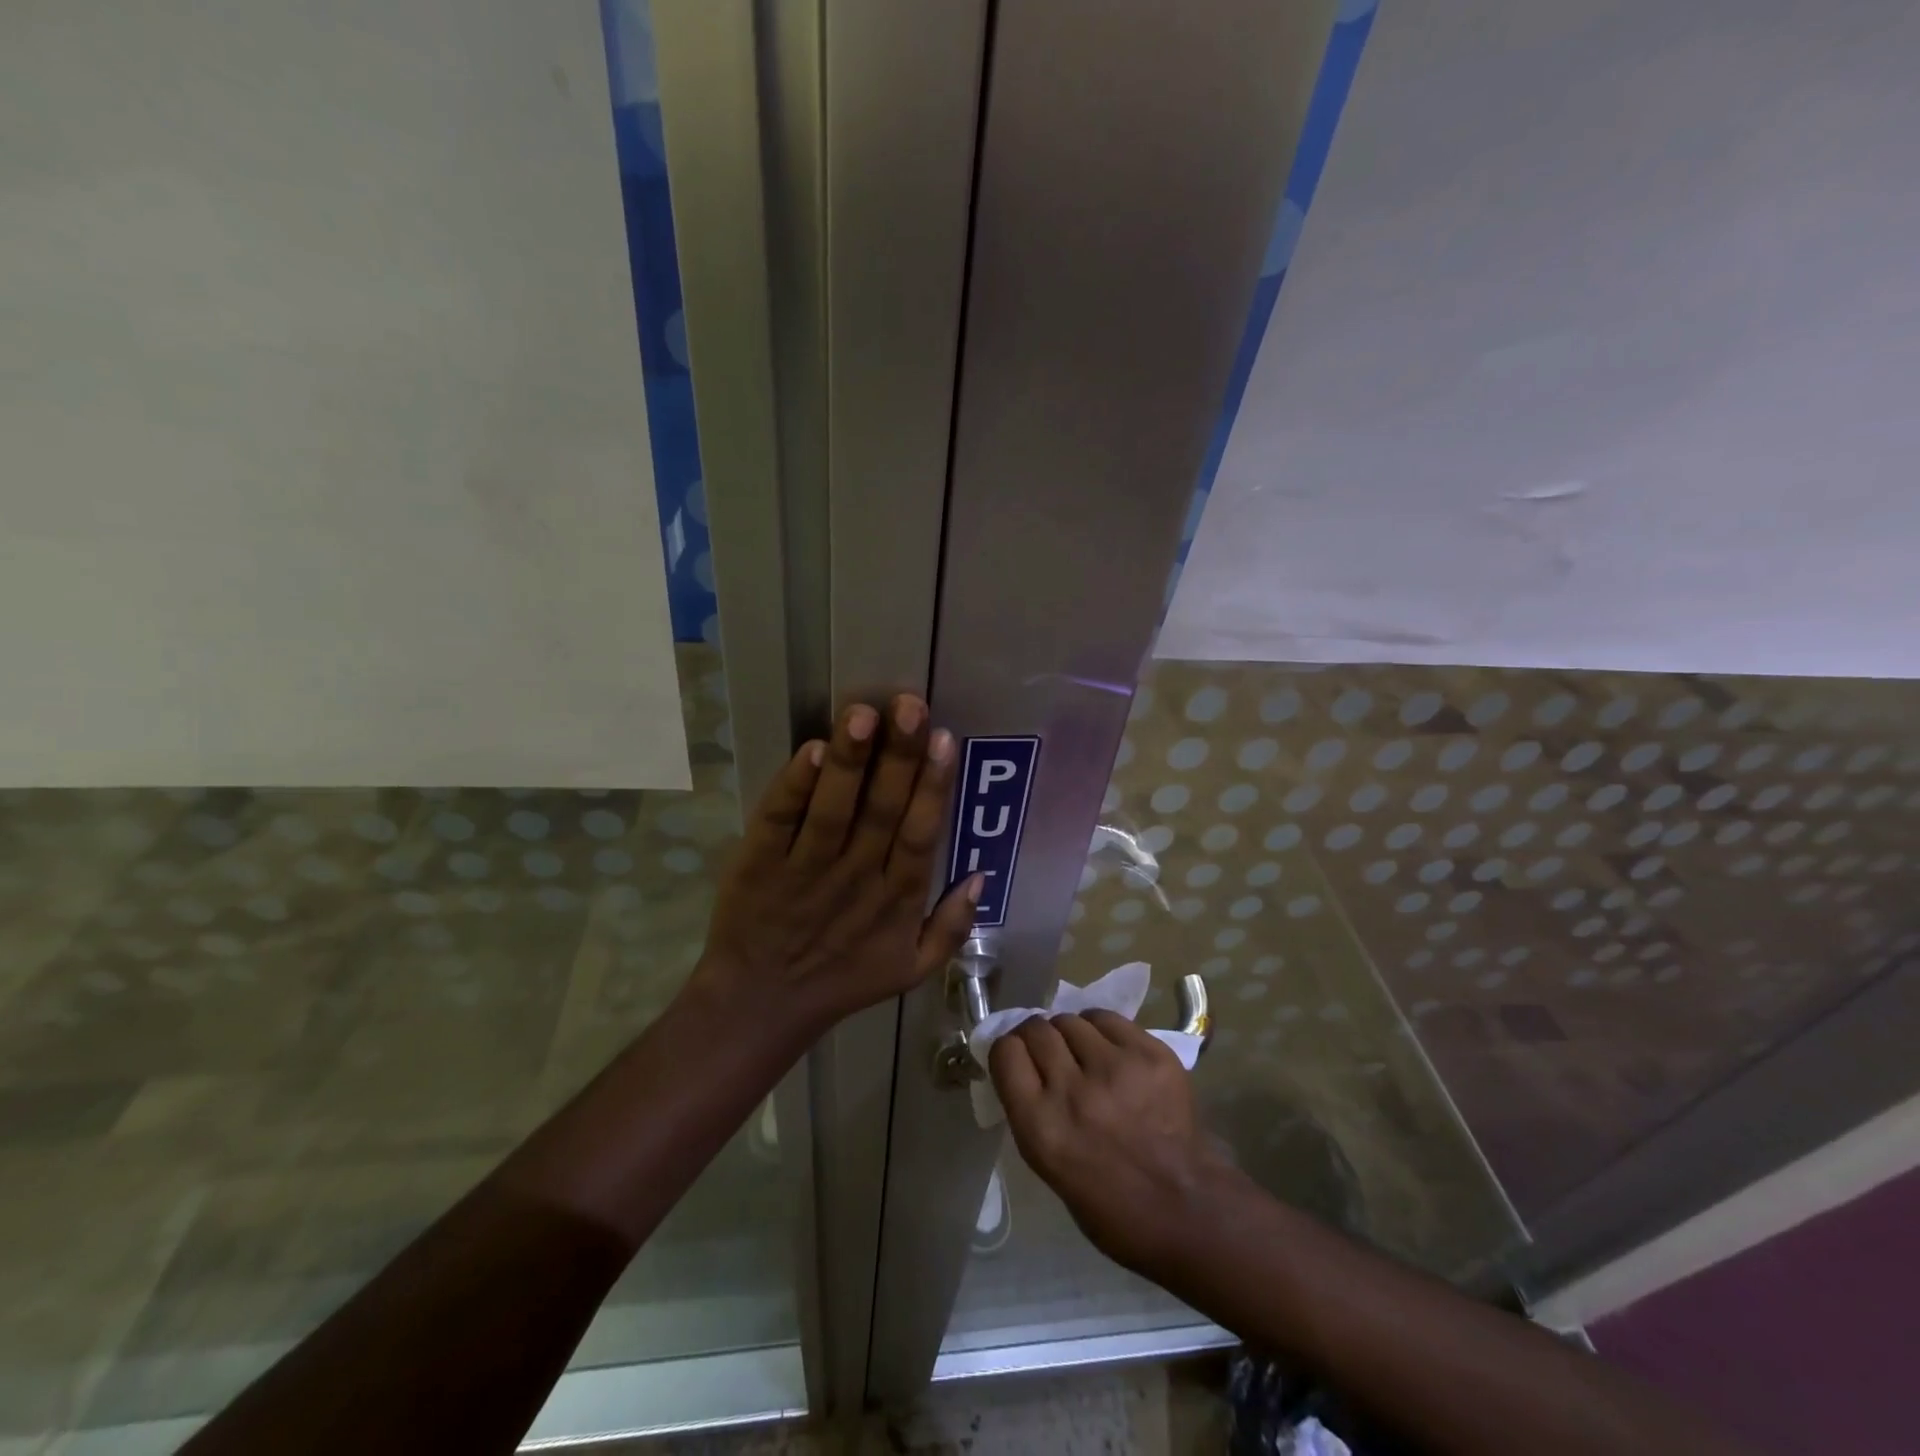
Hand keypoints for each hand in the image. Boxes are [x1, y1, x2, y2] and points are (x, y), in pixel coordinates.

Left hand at [693, 697, 981, 1033]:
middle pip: (881, 811)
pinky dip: (793, 787)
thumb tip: (981, 874)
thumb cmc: (841, 981)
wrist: (760, 1006)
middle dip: (898, 756)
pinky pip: (778, 821)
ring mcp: (803, 870)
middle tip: (909, 705)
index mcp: (895, 899)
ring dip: (848, 760)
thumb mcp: (911, 969)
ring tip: (861, 715)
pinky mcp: (758, 864)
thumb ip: (952, 926)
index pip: (920, 835)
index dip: (933, 787)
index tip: (943, 739)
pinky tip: (809, 752)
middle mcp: (854, 878)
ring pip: (832, 809)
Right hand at [990, 1011, 1229, 1278]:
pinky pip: (1109, 1019)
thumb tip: (1023, 1066)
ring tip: (1084, 1052)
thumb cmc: (1109, 1205)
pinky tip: (1110, 1049)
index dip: (1009, 1050)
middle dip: (1038, 1037)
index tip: (1018, 1057)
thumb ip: (1031, 1110)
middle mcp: (1072, 1091)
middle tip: (1052, 1053)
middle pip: (1037, 1030)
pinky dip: (1102, 1029)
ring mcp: (1115, 1068)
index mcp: (1040, 1128)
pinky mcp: (1150, 1054)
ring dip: (1071, 1033)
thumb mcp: (1048, 1165)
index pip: (1005, 1052)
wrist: (1186, 1210)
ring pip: (1072, 1020)